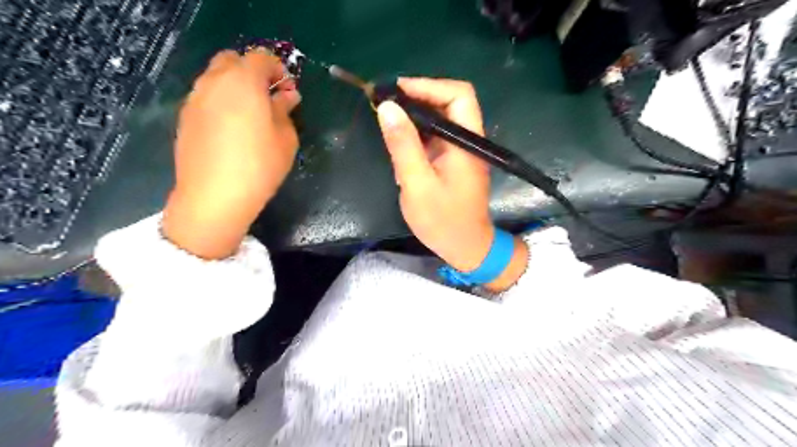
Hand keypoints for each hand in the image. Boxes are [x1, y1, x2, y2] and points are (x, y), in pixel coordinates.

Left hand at [160, 47, 301, 258]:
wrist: (214, 197)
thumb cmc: (260, 166)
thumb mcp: (285, 139)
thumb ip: (285, 111)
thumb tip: (287, 96)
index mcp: (244, 83)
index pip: (261, 58)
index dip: (278, 69)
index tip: (287, 90)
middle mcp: (215, 82)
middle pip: (232, 60)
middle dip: (252, 72)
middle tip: (268, 98)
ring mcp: (195, 99)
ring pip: (215, 78)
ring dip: (235, 87)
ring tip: (250, 116)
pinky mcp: (185, 117)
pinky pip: (206, 97)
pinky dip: (220, 102)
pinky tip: (231, 130)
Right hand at [376, 79, 527, 291]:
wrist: (465, 247)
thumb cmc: (443, 220)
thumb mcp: (417, 184)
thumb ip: (403, 145)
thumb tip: (387, 107)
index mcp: (466, 141)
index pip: (458, 95)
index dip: (428, 86)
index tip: (396, 91)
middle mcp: (467, 140)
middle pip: (449, 102)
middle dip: (418, 98)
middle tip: (386, 104)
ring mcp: (461, 150)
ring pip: (440, 118)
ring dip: (415, 115)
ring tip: (387, 120)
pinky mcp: (453, 160)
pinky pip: (435, 136)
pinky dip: (417, 133)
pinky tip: (399, 142)